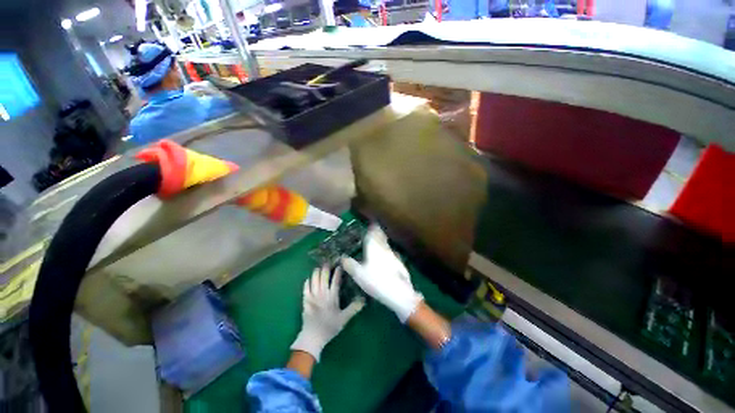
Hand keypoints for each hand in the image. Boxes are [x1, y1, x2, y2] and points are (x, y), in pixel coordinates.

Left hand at [291, 266, 364, 361]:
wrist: (312, 337)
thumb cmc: (329, 327)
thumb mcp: (344, 319)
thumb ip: (353, 308)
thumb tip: (364, 300)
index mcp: (332, 297)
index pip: (335, 280)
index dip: (337, 272)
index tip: (339, 265)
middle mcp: (322, 294)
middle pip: (323, 277)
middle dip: (325, 268)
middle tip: (327, 262)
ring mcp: (312, 296)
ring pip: (314, 280)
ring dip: (316, 273)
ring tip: (318, 267)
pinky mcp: (305, 300)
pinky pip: (305, 288)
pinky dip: (307, 282)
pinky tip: (308, 279)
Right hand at [341, 225, 423, 322]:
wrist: (398, 292)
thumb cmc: (376, 281)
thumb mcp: (358, 274)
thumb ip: (350, 264)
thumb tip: (342, 257)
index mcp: (374, 247)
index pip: (373, 232)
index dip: (372, 227)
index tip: (371, 223)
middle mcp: (384, 248)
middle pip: (381, 236)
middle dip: (377, 233)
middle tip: (373, 230)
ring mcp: (393, 255)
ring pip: (386, 243)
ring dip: (382, 241)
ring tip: (377, 241)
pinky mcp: (398, 262)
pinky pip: (390, 251)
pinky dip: (386, 250)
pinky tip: (384, 256)